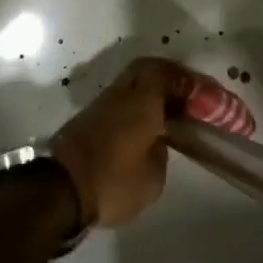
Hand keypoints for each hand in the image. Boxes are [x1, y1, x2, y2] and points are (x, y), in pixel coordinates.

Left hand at [49, 58, 189, 229]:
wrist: (57, 192)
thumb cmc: (112, 181)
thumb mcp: (153, 177)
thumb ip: (162, 151)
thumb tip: (158, 141)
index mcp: (143, 100)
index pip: (169, 74)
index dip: (189, 82)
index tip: (205, 97)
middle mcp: (122, 93)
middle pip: (148, 70)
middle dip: (170, 79)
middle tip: (187, 99)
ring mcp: (101, 104)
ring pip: (132, 84)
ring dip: (151, 93)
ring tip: (169, 115)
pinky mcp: (87, 119)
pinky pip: (120, 101)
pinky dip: (136, 107)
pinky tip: (145, 128)